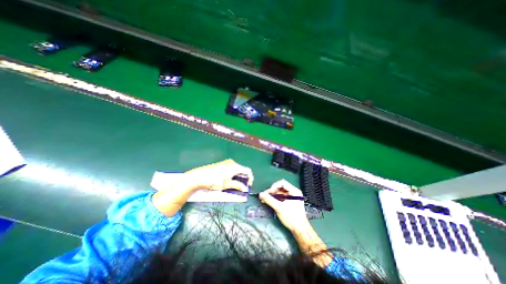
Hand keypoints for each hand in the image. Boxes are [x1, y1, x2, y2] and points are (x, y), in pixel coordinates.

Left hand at [186, 158, 252, 192]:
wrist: (198, 176)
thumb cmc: (214, 181)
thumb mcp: (227, 185)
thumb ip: (237, 186)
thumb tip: (245, 189)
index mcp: (235, 166)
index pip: (248, 171)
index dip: (250, 178)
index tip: (248, 186)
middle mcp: (232, 163)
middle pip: (242, 170)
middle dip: (244, 179)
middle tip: (242, 187)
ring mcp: (226, 163)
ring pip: (237, 170)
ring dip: (238, 177)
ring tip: (235, 185)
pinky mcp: (222, 164)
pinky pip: (231, 169)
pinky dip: (233, 175)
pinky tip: (229, 181)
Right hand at [258, 178, 334, 266]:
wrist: (299, 230)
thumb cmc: (292, 218)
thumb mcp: (279, 208)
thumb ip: (269, 200)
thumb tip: (260, 194)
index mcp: (294, 191)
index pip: (282, 183)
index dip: (274, 186)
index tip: (269, 192)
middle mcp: (293, 192)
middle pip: (280, 187)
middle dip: (272, 191)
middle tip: (264, 195)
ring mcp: (291, 197)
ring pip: (279, 192)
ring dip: (272, 195)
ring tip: (264, 199)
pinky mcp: (289, 202)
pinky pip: (280, 197)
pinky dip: (274, 199)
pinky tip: (268, 201)